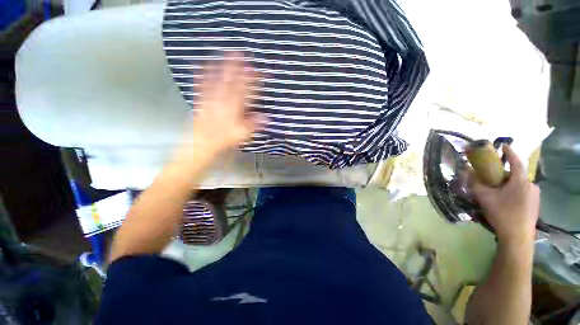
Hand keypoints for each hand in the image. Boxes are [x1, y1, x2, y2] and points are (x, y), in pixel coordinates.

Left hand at [182, 53, 266, 160]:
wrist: (201, 145)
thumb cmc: (223, 140)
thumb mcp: (242, 135)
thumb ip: (253, 124)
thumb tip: (266, 117)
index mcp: (233, 109)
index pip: (245, 92)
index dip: (253, 81)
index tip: (259, 72)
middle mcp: (221, 101)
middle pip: (230, 82)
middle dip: (237, 67)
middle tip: (241, 53)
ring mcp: (209, 100)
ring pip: (216, 80)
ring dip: (220, 66)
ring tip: (223, 53)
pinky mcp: (200, 102)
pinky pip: (201, 85)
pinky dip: (202, 74)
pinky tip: (201, 65)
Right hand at [470, 146, 539, 245]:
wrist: (517, 237)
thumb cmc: (502, 213)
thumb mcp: (484, 197)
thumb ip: (475, 183)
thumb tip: (466, 171)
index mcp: (521, 181)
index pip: (516, 161)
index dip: (509, 152)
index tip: (504, 145)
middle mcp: (531, 185)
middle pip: (516, 175)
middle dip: (503, 175)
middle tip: (491, 179)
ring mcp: (535, 196)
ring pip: (519, 184)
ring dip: (508, 185)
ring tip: (497, 192)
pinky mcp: (535, 204)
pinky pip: (523, 192)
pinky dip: (514, 192)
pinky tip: (506, 201)